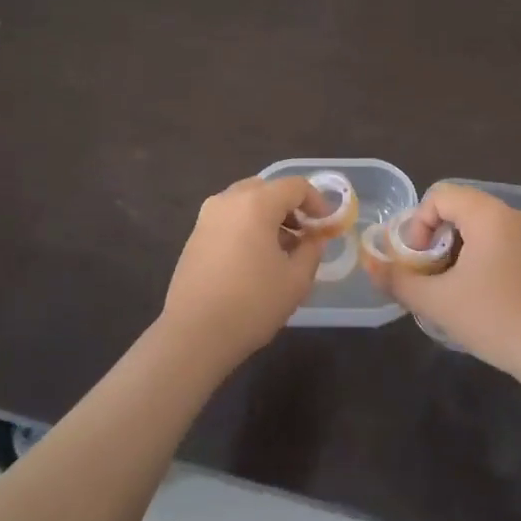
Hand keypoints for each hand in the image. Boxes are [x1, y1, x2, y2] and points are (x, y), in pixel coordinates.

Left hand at [160, 175, 325, 366]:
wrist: (194, 334)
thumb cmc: (252, 304)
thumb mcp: (296, 280)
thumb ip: (312, 250)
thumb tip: (315, 238)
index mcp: (256, 203)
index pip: (295, 186)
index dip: (317, 201)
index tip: (327, 225)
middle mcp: (228, 201)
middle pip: (267, 188)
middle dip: (290, 207)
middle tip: (305, 234)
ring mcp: (207, 217)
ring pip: (245, 202)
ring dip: (268, 217)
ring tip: (282, 250)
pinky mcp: (194, 236)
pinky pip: (229, 218)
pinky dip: (247, 227)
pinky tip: (255, 260)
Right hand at [374, 183, 520, 378]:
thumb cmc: (494, 319)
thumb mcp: (437, 301)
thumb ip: (398, 280)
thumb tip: (369, 265)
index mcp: (487, 214)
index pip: (439, 196)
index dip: (418, 224)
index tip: (416, 260)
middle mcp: (509, 215)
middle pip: (457, 207)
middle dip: (432, 236)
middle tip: (425, 271)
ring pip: (475, 226)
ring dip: (451, 248)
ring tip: (444, 284)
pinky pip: (493, 240)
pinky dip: (473, 255)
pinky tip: (471, 292)